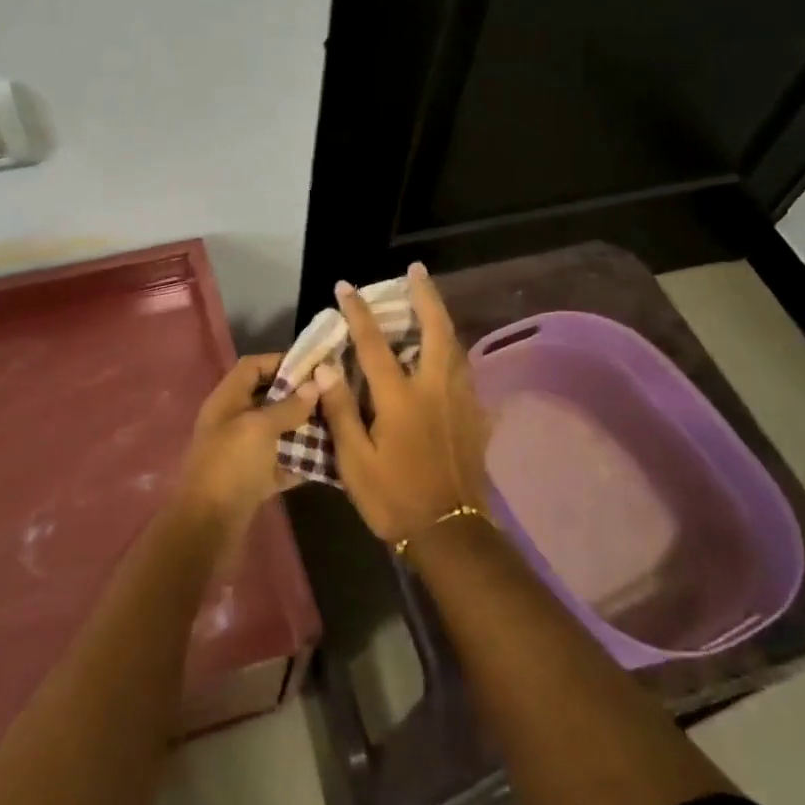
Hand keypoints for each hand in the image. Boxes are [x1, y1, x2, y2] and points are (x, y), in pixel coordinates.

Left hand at [174, 353, 317, 527]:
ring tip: (338, 422)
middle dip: (299, 395)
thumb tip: (316, 384)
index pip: (253, 366)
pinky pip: (282, 462)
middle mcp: (233, 421)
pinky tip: (330, 457)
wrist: (208, 526)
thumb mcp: (259, 428)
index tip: (316, 365)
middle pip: (268, 398)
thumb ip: (288, 406)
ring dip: (304, 428)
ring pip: (278, 431)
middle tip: (334, 394)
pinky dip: (302, 460)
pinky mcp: (254, 479)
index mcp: (227, 400)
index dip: (281, 361)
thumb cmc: (230, 466)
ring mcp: (243, 452)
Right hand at [316, 263, 490, 544]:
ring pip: (457, 348)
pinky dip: (454, 354)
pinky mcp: (476, 418)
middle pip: (436, 330)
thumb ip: (341, 411)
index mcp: (401, 398)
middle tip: (417, 272)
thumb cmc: (393, 498)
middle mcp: (435, 389)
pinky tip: (448, 357)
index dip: (358, 312)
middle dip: (425, 296)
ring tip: (430, 305)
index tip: (345, 287)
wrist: (449, 533)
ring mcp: (461, 402)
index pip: (374, 344)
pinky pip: (466, 373)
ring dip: (442, 320)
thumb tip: (328, 368)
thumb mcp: (354, 461)